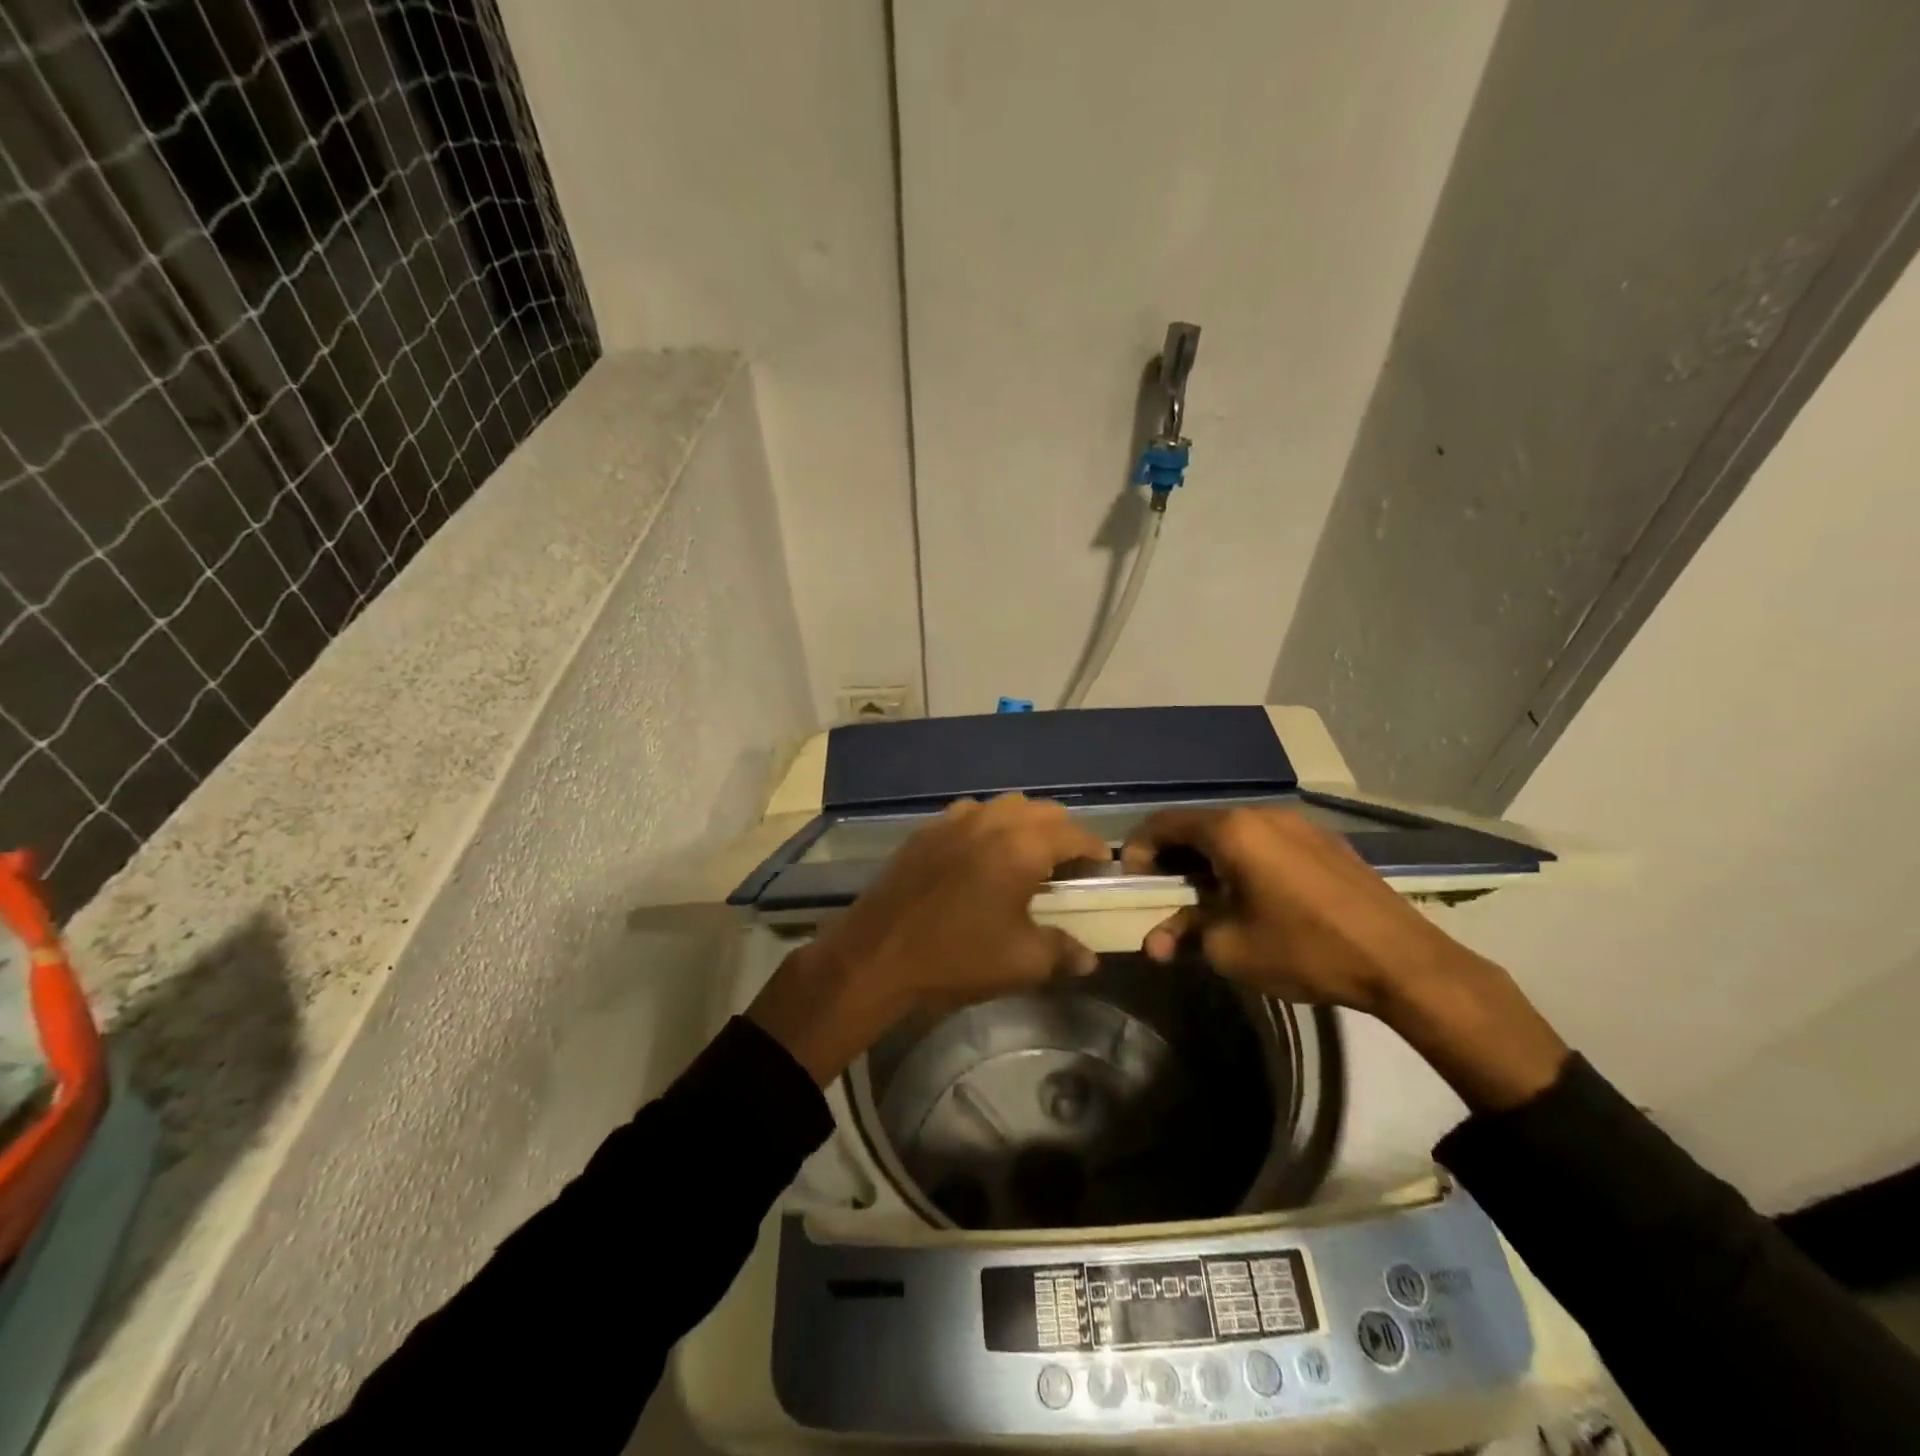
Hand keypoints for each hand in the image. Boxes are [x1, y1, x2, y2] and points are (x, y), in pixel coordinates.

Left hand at [749, 795, 1106, 1083]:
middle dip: (1063, 832)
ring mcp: (953, 821)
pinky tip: (981, 857)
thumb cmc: (957, 957)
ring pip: (1003, 806)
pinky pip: (969, 815)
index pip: (1073, 833)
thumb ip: (1063, 951)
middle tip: (1068, 864)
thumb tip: (1089, 958)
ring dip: (1024, 823)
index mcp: (1021, 846)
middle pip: (1041, 810)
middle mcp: (990, 821)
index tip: (1101, 868)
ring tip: (1026, 857)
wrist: (878, 954)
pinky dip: (988, 826)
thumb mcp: (1022, 962)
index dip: (1094, 849)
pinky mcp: (926, 831)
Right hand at [1120, 805, 1568, 1109]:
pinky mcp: (1324, 841)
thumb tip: (1155, 942)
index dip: (1138, 849)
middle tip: (1165, 893)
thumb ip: (1184, 935)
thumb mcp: (1230, 948)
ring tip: (1208, 897)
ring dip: (1209, 859)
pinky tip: (1254, 894)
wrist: (1401, 960)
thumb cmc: (1304, 949)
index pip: (1163, 824)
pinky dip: (1244, 860)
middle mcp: (1261, 814)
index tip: (1131, 880)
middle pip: (1198, 825)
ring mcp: (1297, 823)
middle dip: (1173, 858)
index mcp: (1231, 831)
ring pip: (1234, 833)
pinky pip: (1266, 840)